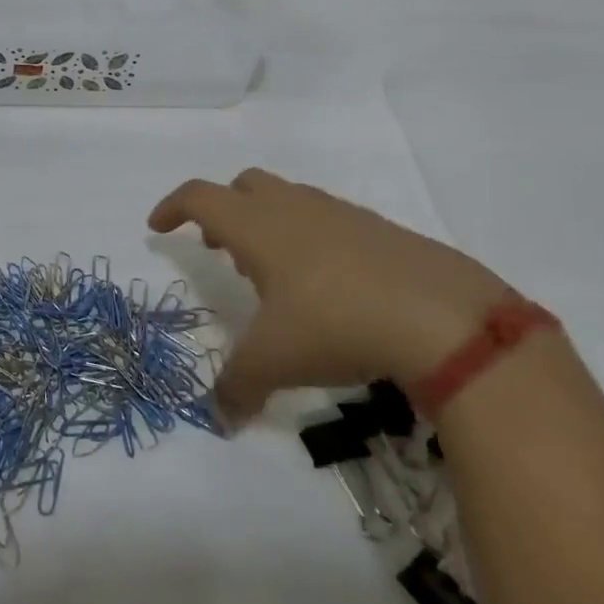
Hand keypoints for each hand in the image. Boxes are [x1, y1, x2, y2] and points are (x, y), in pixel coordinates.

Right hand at [149, 168, 510, 422]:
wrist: (445, 318)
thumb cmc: (337, 325)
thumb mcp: (275, 362)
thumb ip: (237, 387)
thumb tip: (220, 418)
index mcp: (258, 227)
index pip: (200, 197)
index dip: (172, 207)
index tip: (158, 228)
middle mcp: (295, 209)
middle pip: (245, 186)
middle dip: (223, 211)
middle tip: (218, 249)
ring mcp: (342, 215)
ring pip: (289, 200)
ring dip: (268, 224)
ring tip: (272, 273)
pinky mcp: (381, 231)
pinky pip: (329, 221)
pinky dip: (311, 239)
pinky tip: (327, 285)